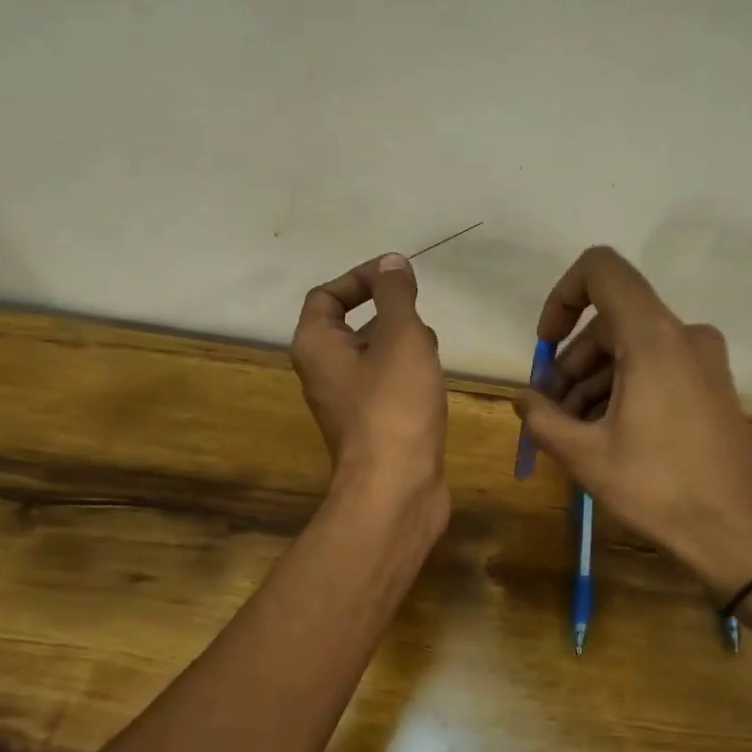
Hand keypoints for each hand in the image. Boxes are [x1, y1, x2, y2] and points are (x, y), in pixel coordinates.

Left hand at [291, 253, 448, 522]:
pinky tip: (434, 378)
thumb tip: (392, 263)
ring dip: (401, 343)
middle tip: (420, 311)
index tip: (398, 276)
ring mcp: (347, 403)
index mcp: (316, 346)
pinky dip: (407, 374)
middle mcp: (323, 373)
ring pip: (372, 357)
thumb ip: (396, 295)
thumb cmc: (394, 404)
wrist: (396, 487)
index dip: (360, 278)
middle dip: (387, 312)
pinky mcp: (371, 427)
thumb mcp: (400, 336)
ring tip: (433, 344)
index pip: (326, 295)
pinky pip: (385, 386)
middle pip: (349, 326)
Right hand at [518, 247, 751, 595]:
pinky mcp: (711, 385)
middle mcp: (684, 335)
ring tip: (570, 431)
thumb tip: (524, 399)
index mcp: (654, 337)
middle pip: (610, 322)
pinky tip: (603, 433)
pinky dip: (623, 388)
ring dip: (593, 381)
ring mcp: (703, 360)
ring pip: (631, 348)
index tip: (545, 346)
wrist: (738, 532)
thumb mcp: (586, 455)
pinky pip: (655, 367)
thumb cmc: (659, 487)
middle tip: (548, 412)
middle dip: (570, 363)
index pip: (601, 270)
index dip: (562, 297)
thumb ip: (543, 418)